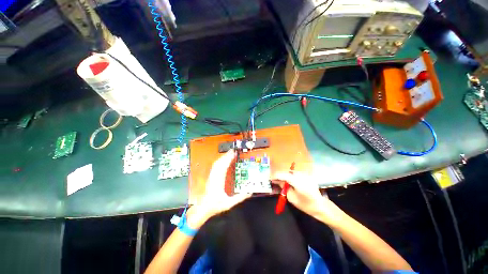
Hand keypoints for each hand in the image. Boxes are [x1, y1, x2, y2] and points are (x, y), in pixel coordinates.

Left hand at [193, 150, 250, 223]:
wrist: (203, 208)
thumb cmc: (215, 205)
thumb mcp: (229, 204)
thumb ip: (239, 198)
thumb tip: (249, 192)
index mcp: (218, 181)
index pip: (223, 167)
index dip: (229, 159)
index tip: (234, 154)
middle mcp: (214, 176)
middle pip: (220, 162)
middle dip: (226, 155)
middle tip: (233, 151)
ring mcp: (212, 176)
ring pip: (217, 163)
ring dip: (223, 157)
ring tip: (229, 153)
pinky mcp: (211, 176)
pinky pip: (215, 166)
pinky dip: (220, 161)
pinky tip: (223, 160)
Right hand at [271, 172, 341, 224]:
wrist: (320, 206)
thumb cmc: (305, 204)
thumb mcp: (292, 198)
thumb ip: (284, 187)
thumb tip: (277, 181)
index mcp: (297, 182)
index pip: (283, 175)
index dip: (276, 176)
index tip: (270, 178)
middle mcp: (301, 175)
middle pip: (287, 172)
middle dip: (280, 175)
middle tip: (274, 180)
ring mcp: (305, 175)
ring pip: (291, 172)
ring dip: (285, 175)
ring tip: (280, 180)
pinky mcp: (307, 175)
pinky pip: (296, 174)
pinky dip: (290, 176)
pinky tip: (288, 181)